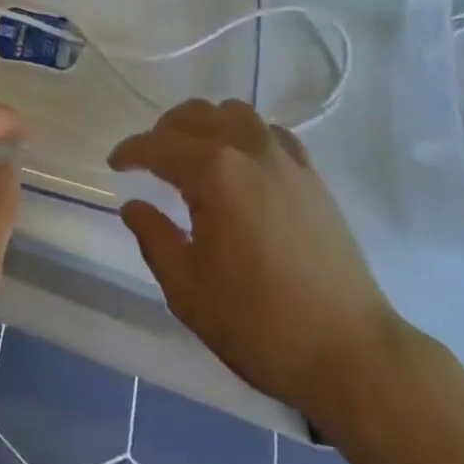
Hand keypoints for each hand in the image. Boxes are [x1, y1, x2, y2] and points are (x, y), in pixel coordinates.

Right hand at [109, 100, 409, 419]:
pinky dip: (244, 133)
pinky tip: (241, 162)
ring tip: (192, 154)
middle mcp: (249, 149)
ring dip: (205, 123)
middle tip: (149, 160)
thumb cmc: (259, 323)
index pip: (159, 145)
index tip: (115, 164)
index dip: (131, 151)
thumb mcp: (188, 290)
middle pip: (196, 115)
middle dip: (164, 131)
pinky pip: (269, 131)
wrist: (348, 351)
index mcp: (215, 173)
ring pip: (235, 113)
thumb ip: (154, 238)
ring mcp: (286, 158)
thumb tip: (133, 204)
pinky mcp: (311, 174)